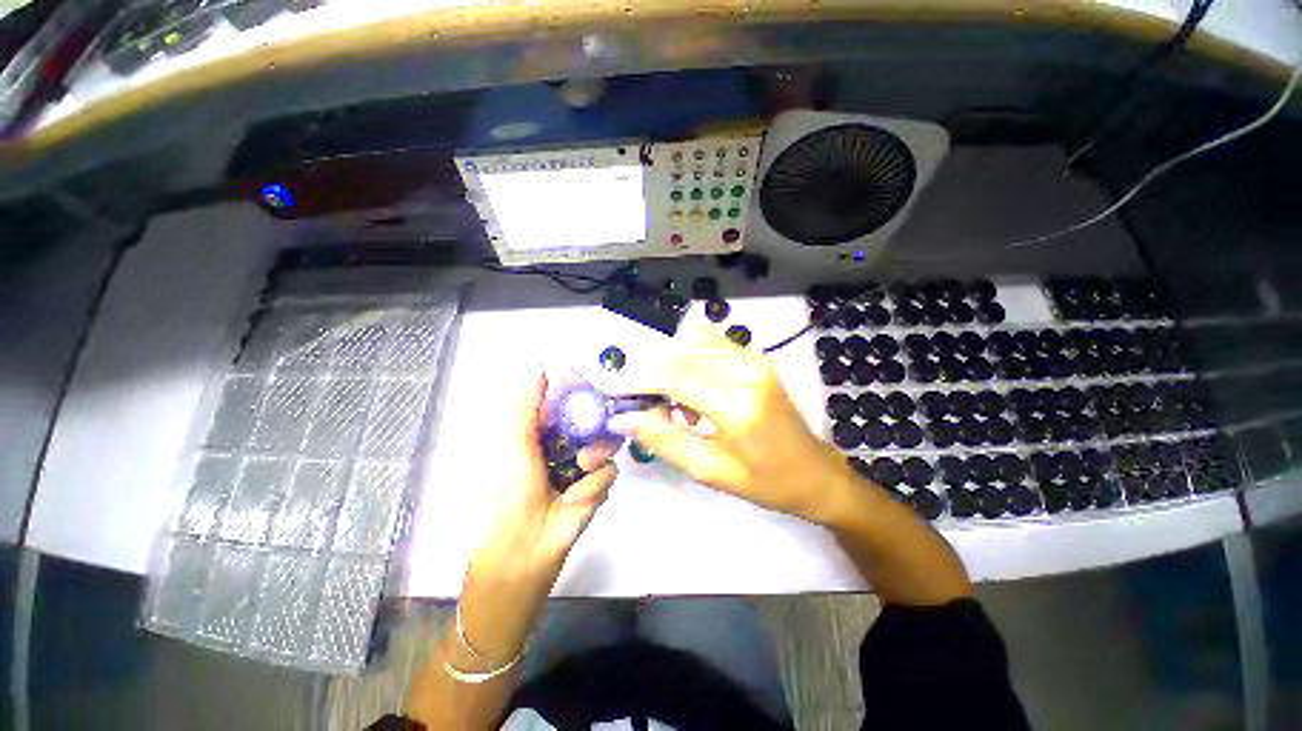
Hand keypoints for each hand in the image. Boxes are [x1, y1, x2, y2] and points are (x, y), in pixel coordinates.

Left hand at [476, 368, 620, 574]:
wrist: (526, 544)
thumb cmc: (513, 490)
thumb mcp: (516, 443)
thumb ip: (528, 405)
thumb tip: (539, 367)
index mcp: (543, 432)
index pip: (566, 402)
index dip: (577, 389)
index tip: (586, 378)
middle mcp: (567, 444)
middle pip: (594, 419)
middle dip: (596, 421)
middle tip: (594, 417)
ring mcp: (584, 464)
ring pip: (606, 443)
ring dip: (594, 456)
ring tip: (580, 469)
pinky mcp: (599, 485)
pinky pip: (609, 471)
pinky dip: (592, 485)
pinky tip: (575, 498)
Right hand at [605, 328, 848, 523]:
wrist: (818, 473)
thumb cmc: (766, 482)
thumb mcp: (709, 470)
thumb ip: (662, 439)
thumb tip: (622, 418)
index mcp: (737, 405)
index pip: (673, 376)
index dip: (636, 379)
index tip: (610, 389)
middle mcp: (746, 370)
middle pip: (679, 354)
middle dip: (648, 372)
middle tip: (633, 399)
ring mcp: (754, 359)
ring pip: (691, 345)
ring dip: (669, 367)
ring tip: (668, 403)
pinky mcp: (755, 358)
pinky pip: (709, 346)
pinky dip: (689, 361)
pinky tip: (691, 391)